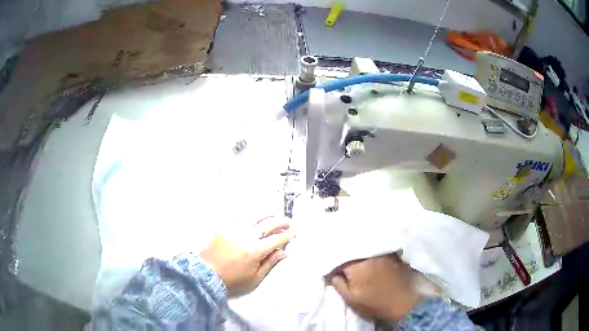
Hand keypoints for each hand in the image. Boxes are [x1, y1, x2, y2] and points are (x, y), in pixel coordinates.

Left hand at [200, 216, 292, 296]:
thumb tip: (284, 252)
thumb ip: (270, 263)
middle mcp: (247, 236)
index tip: (292, 235)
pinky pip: (239, 217)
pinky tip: (254, 216)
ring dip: (267, 215)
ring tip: (274, 215)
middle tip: (288, 223)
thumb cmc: (233, 279)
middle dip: (281, 222)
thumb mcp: (255, 277)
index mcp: (256, 250)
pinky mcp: (225, 227)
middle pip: (268, 224)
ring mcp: (235, 229)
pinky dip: (249, 216)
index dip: (286, 236)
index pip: (276, 239)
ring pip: (254, 217)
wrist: (207, 274)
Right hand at [327, 254, 421, 320]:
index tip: (332, 272)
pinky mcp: (392, 254)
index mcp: (355, 264)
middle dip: (344, 254)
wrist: (402, 303)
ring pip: (364, 246)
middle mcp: (369, 253)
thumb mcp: (350, 298)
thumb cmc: (373, 303)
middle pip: (351, 248)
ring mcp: (382, 252)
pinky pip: (376, 247)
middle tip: (342, 266)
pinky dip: (370, 251)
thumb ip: (337, 283)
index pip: (337, 257)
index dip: (333, 265)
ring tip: (355, 261)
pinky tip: (369, 259)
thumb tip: (331, 272)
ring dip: (357, 251)